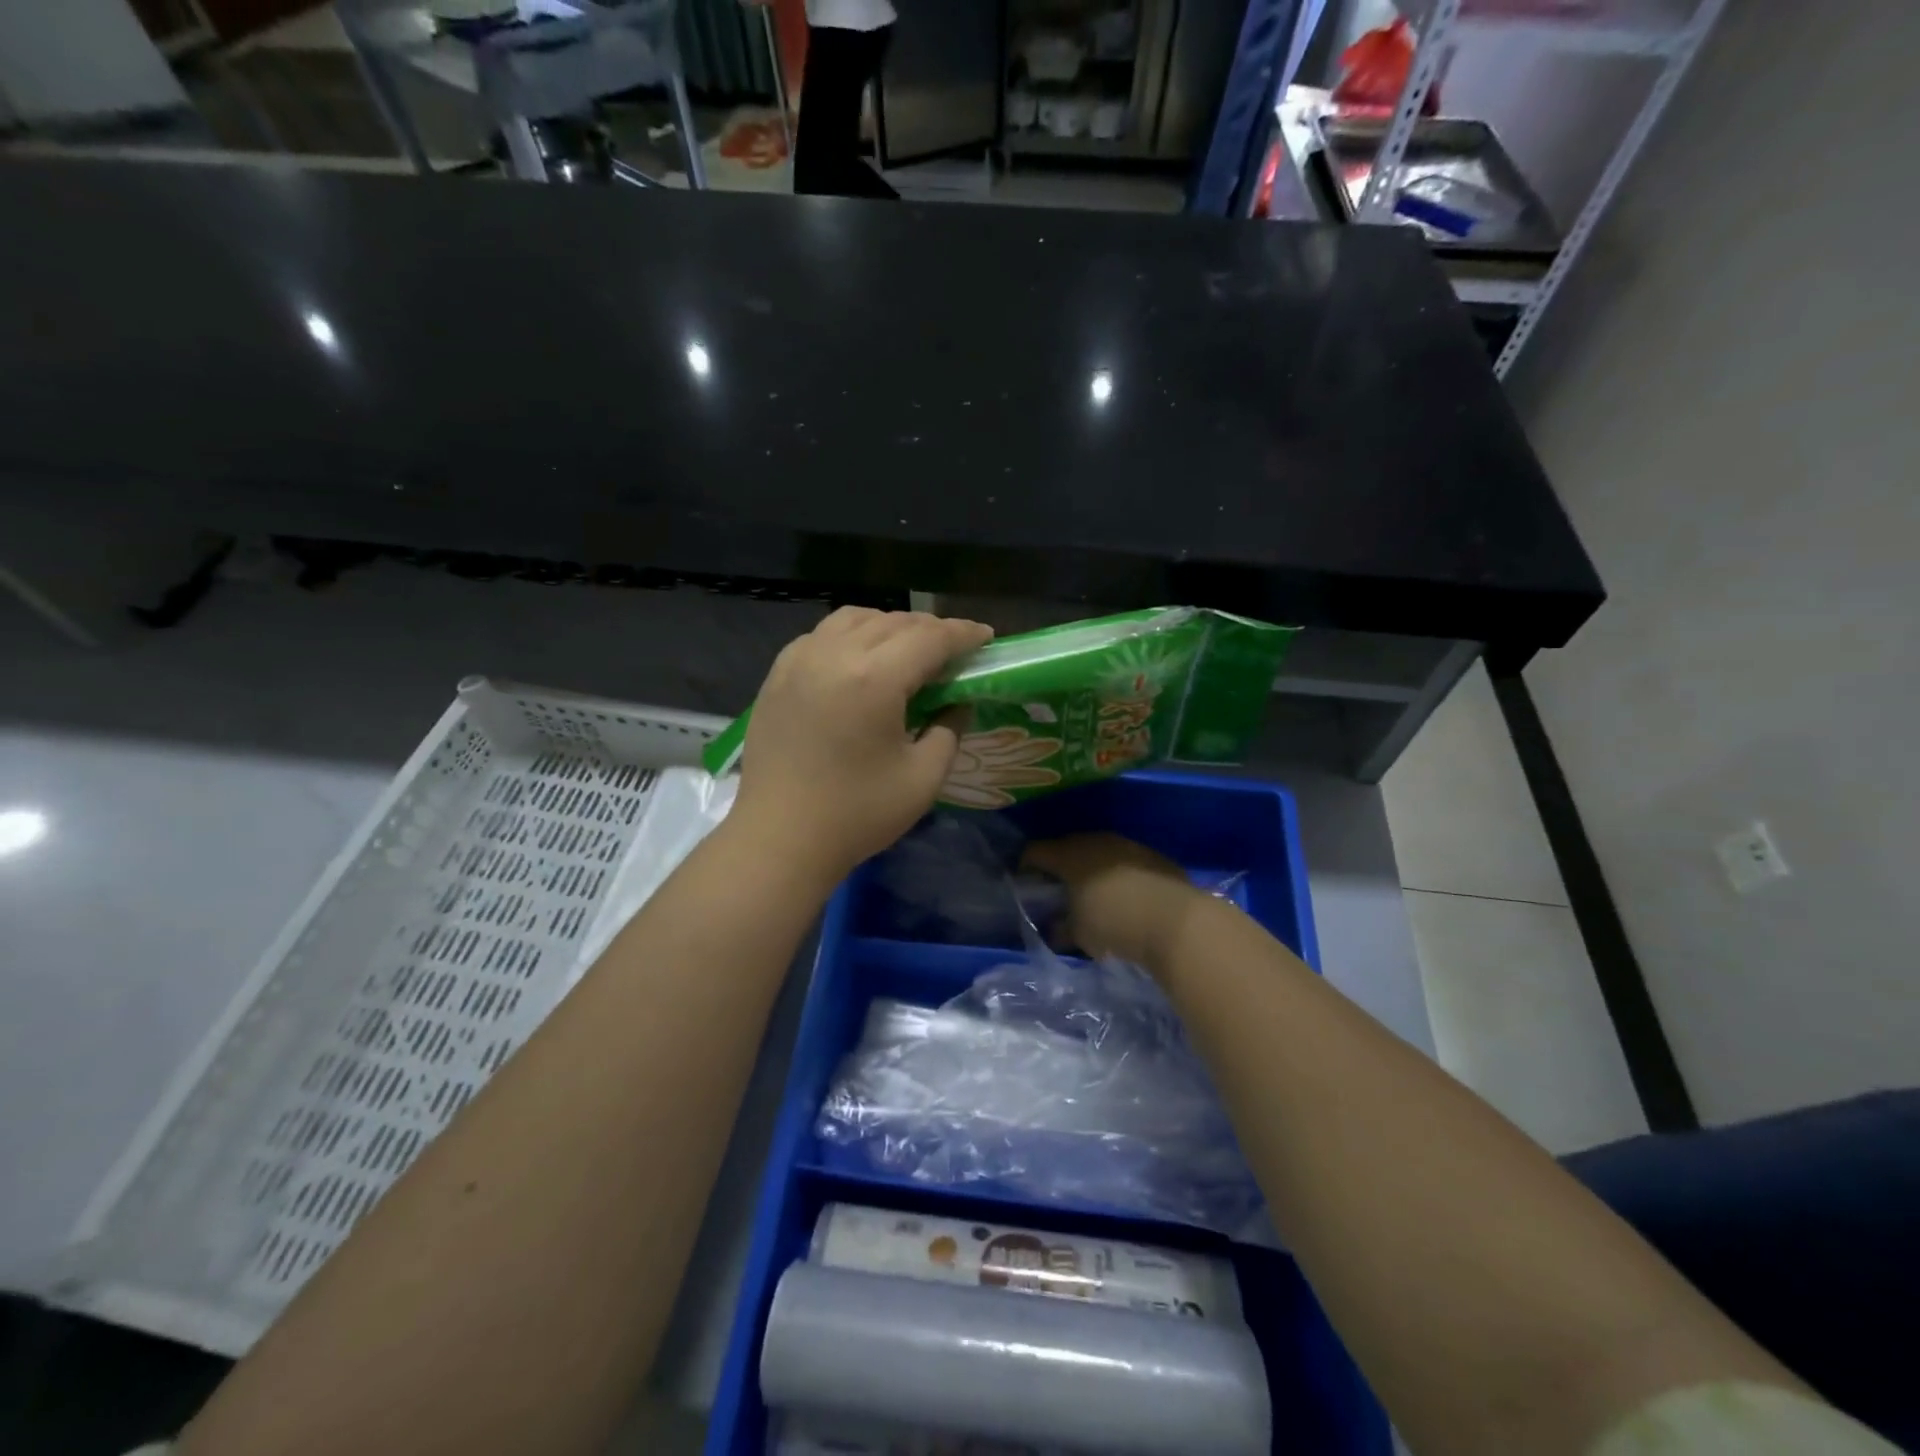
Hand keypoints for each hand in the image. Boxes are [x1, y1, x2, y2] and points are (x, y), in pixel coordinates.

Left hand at [730, 607, 993, 879]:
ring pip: (854, 619)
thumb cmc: (856, 814)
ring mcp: (799, 661)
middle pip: (894, 622)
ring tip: (908, 649)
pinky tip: (860, 659)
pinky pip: (822, 635)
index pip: (930, 638)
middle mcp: (835, 654)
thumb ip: (949, 729)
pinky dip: (851, 635)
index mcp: (875, 678)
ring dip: (889, 626)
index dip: (963, 633)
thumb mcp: (923, 778)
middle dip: (931, 629)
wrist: (779, 838)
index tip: (986, 636)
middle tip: (954, 650)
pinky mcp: (777, 674)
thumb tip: (957, 701)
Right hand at [1023, 833, 1207, 968]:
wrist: (1176, 921)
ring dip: (1091, 869)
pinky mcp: (1154, 857)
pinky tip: (1122, 895)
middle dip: (1060, 866)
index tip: (1024, 883)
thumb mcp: (1079, 933)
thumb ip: (1062, 926)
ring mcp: (1128, 846)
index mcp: (1069, 855)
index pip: (1036, 851)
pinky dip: (1117, 874)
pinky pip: (1125, 861)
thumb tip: (1054, 927)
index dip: (1026, 866)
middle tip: (1056, 889)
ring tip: (1091, 892)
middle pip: (1068, 847)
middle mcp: (1096, 842)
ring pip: (1099, 852)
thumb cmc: (1114, 924)